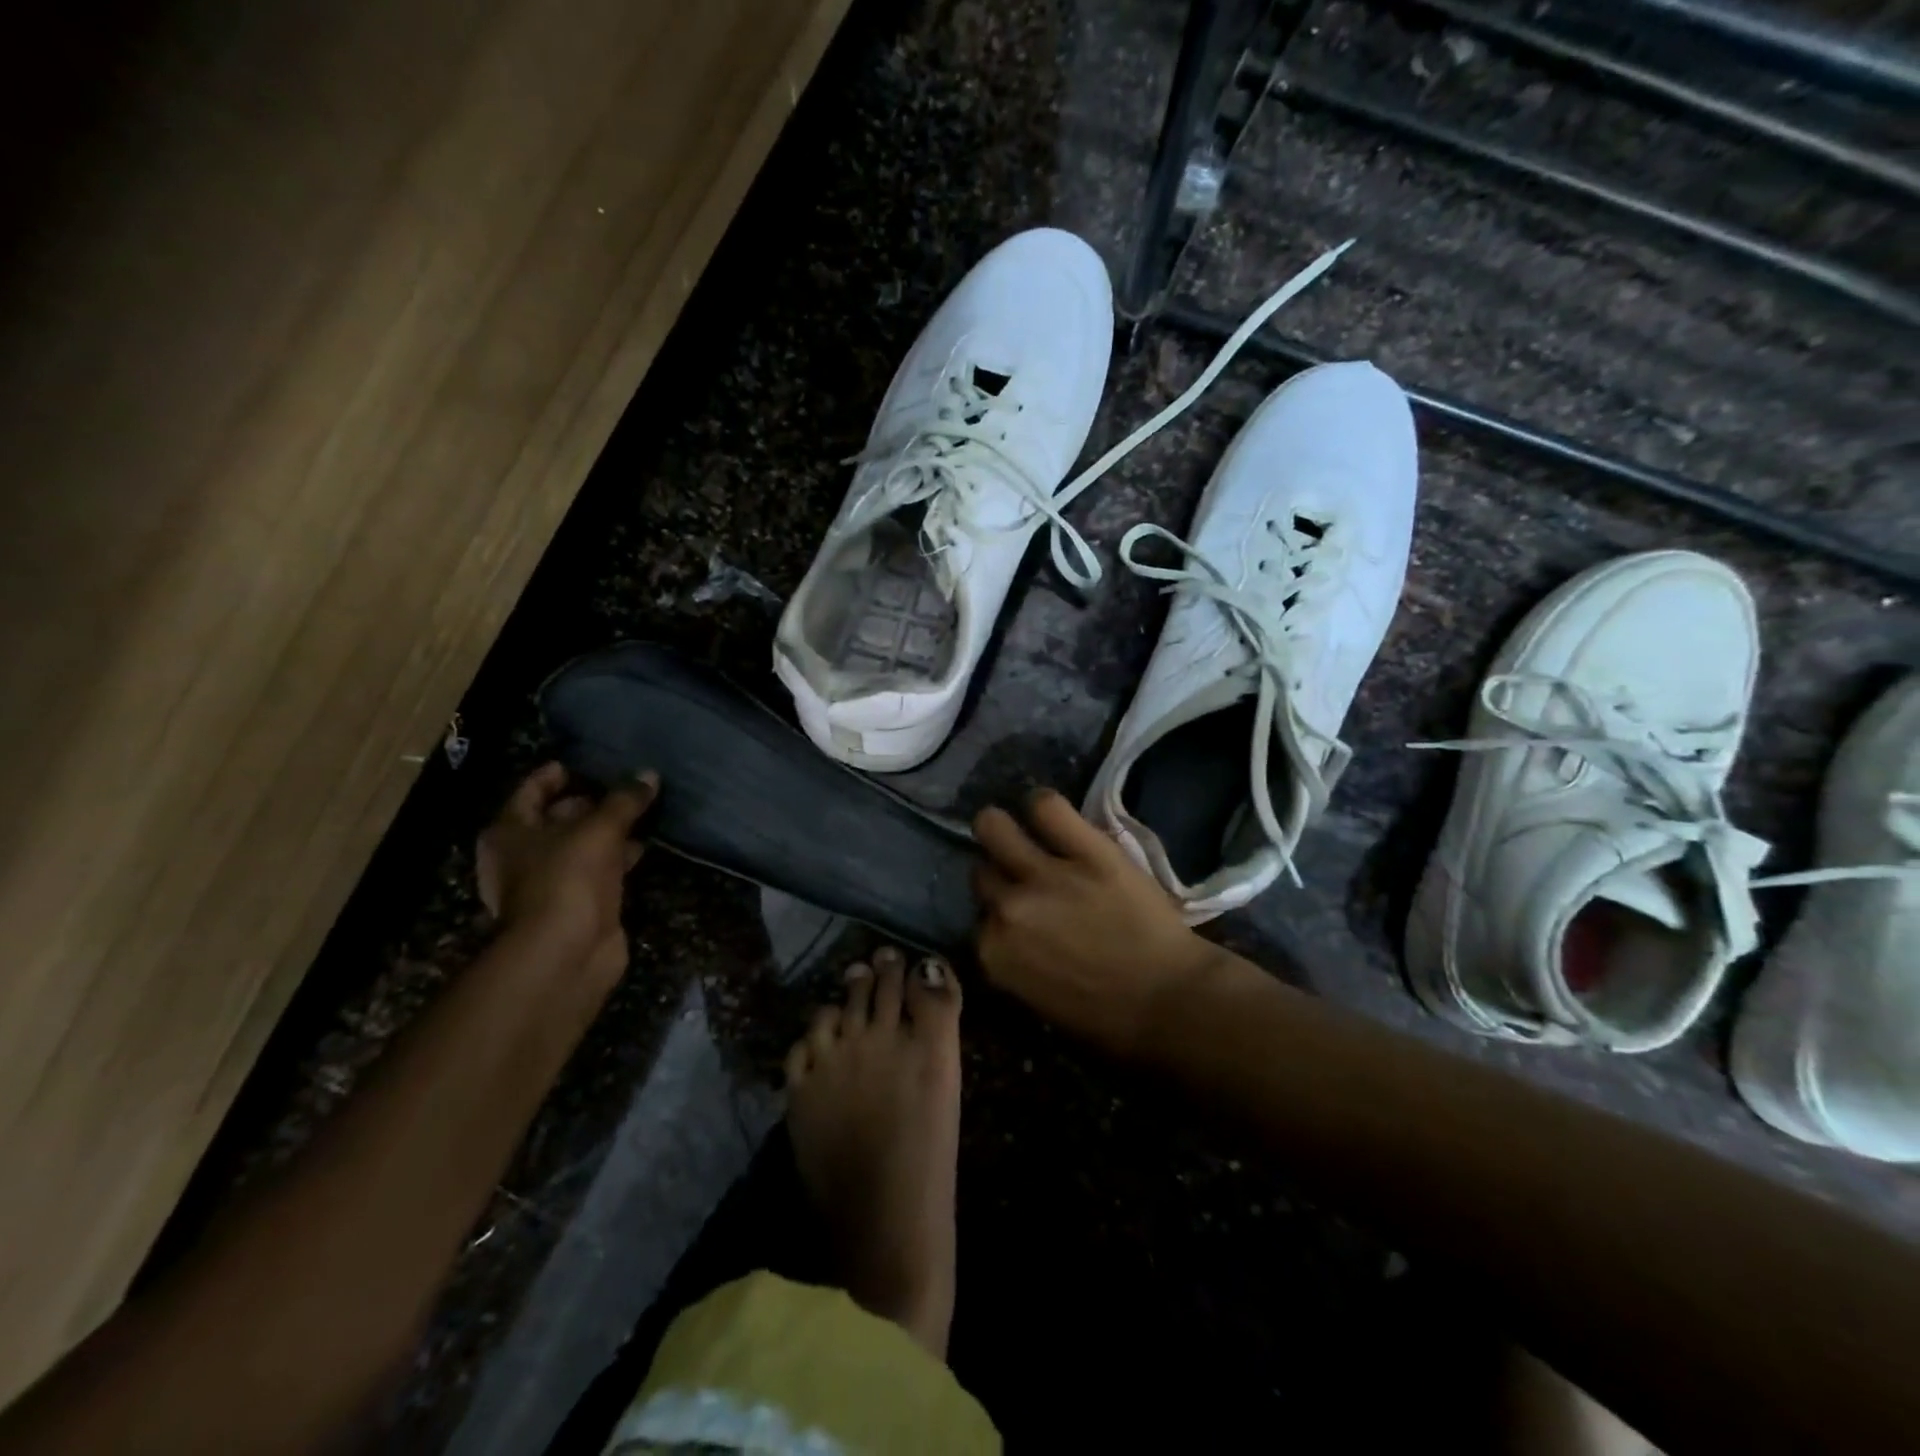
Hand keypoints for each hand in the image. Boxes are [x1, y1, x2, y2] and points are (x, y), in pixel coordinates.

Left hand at [477, 763, 656, 986]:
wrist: (566, 950)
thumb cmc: (568, 877)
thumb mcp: (600, 829)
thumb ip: (625, 800)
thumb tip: (649, 775)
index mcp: (509, 832)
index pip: (530, 791)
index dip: (554, 776)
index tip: (581, 764)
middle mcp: (520, 857)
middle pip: (554, 820)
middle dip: (587, 805)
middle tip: (621, 789)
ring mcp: (547, 885)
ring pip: (578, 848)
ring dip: (605, 835)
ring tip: (640, 815)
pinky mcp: (573, 907)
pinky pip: (595, 872)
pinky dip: (614, 861)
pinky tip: (640, 850)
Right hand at [972, 790, 1226, 1059]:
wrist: (1171, 1003)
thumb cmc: (1108, 1018)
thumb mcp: (1038, 998)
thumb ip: (1013, 957)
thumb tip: (1009, 929)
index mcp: (994, 952)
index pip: (978, 916)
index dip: (998, 913)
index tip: (1018, 915)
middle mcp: (1008, 908)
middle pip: (982, 872)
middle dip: (999, 873)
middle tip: (1022, 874)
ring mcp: (1045, 874)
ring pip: (993, 826)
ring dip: (1002, 830)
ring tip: (1025, 832)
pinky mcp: (1086, 849)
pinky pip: (1047, 806)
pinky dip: (1043, 805)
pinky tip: (1050, 814)